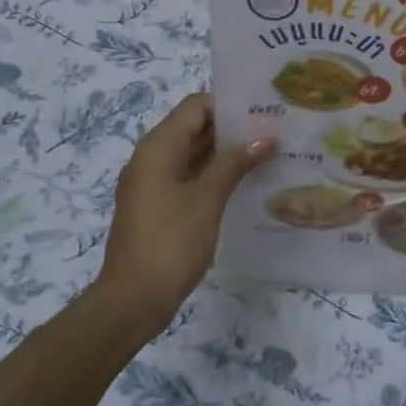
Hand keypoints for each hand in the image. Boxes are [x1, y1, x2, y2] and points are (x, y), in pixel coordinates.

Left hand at [97, 94, 273, 327]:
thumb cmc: (171, 242)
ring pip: (192, 153)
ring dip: (225, 153)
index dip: (228, 104)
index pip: (196, 106)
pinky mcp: (157, 206)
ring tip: (267, 153)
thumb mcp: (207, 198)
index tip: (263, 110)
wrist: (132, 301)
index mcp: (158, 147)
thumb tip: (264, 139)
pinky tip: (244, 183)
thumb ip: (235, 163)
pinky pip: (187, 177)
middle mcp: (151, 158)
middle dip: (231, 128)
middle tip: (273, 130)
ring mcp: (152, 183)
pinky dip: (213, 174)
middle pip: (194, 127)